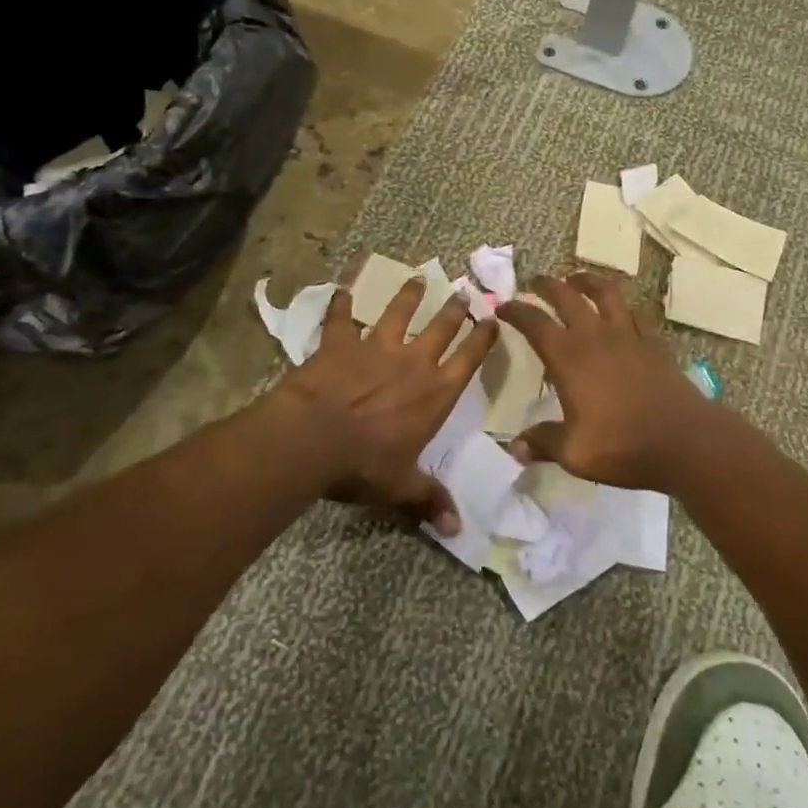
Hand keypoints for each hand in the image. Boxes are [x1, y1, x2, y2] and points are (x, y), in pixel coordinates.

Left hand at [275, 276, 497, 533]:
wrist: (314, 437)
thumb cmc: (364, 463)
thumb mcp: (401, 486)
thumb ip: (429, 500)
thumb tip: (458, 530)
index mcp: (435, 393)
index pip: (468, 360)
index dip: (482, 339)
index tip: (493, 319)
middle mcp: (412, 362)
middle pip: (440, 328)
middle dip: (454, 310)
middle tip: (463, 291)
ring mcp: (376, 347)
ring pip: (397, 313)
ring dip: (408, 295)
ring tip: (417, 278)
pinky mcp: (340, 343)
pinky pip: (341, 318)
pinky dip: (341, 305)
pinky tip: (341, 291)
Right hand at [496, 272, 733, 490]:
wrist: (684, 441)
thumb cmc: (622, 446)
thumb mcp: (574, 452)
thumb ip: (543, 442)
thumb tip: (515, 446)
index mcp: (569, 357)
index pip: (535, 323)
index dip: (516, 311)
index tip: (503, 307)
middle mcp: (596, 336)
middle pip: (567, 296)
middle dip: (547, 285)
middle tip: (535, 283)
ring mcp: (628, 335)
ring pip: (605, 292)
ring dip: (587, 280)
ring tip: (576, 279)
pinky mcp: (653, 342)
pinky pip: (634, 312)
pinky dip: (621, 304)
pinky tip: (619, 309)